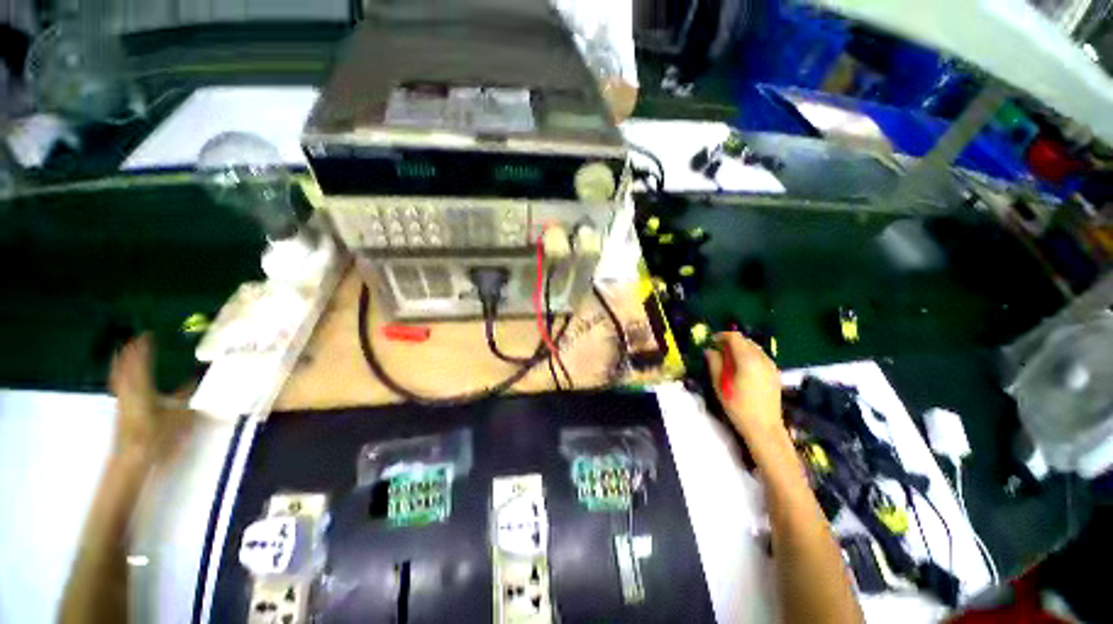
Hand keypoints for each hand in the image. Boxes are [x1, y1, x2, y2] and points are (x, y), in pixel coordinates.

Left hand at [109, 334, 192, 465]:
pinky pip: (119, 384)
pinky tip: (123, 376)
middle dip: (130, 352)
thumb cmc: (157, 436)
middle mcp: (128, 390)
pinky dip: (120, 374)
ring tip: (126, 351)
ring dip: (122, 362)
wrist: (132, 459)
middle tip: (136, 339)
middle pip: (125, 366)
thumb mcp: (179, 416)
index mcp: (142, 388)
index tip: (148, 334)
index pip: (141, 362)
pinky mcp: (120, 409)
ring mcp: (121, 400)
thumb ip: (186, 395)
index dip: (143, 348)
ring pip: (119, 375)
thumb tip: (196, 378)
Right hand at [704, 332, 785, 445]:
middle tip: (718, 351)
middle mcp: (762, 358)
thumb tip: (710, 350)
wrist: (764, 427)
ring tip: (729, 361)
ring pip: (755, 348)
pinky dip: (750, 356)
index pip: (735, 337)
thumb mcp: (719, 384)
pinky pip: (761, 357)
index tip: (712, 341)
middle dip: (731, 342)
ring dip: (741, 349)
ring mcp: (771, 366)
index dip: (722, 336)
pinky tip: (743, 370)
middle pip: (746, 341)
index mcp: (747, 359)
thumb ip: (714, 363)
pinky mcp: (775, 374)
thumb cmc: (738, 405)